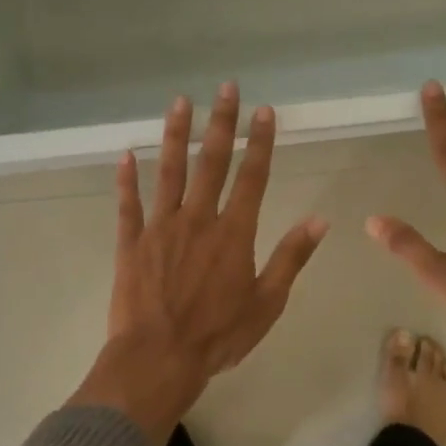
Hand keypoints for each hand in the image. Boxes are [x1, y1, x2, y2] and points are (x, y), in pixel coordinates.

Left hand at [70, 84, 328, 445]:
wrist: (158, 358)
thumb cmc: (218, 335)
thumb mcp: (267, 302)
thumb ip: (291, 257)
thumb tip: (319, 221)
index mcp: (234, 233)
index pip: (252, 177)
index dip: (260, 142)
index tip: (264, 111)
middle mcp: (197, 220)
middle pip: (211, 163)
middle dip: (221, 123)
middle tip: (225, 87)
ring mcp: (160, 228)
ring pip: (169, 172)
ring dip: (176, 135)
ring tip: (180, 102)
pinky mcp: (130, 243)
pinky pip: (128, 205)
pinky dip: (126, 179)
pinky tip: (126, 154)